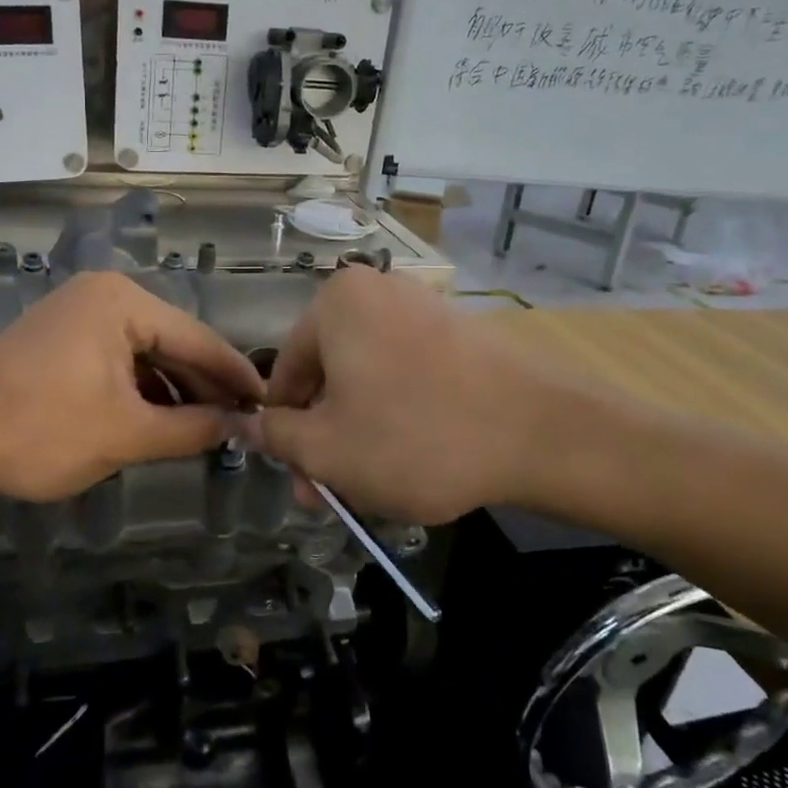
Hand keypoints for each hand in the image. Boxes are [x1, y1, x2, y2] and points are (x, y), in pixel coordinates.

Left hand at [0, 273, 263, 501]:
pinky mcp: (58, 338)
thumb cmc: (42, 430)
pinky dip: (140, 389)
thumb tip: (241, 427)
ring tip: (206, 427)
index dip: (236, 376)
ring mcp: (76, 313)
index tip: (269, 404)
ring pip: (144, 353)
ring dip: (173, 390)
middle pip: (172, 342)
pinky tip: (158, 418)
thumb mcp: (127, 434)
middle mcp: (101, 295)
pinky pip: (116, 359)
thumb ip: (192, 428)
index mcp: (121, 302)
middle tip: (242, 421)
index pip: (197, 338)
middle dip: (204, 385)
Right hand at [243, 267, 610, 522]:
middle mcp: (377, 292)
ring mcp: (424, 309)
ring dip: (357, 433)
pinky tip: (410, 460)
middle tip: (330, 494)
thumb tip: (245, 424)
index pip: (284, 372)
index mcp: (335, 303)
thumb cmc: (414, 437)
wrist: (542, 433)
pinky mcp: (460, 334)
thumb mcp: (326, 449)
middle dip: (324, 439)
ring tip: (371, 486)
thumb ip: (274, 436)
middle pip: (329, 377)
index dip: (284, 432)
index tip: (299, 479)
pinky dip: (397, 416)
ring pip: (367, 381)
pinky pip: (407, 376)